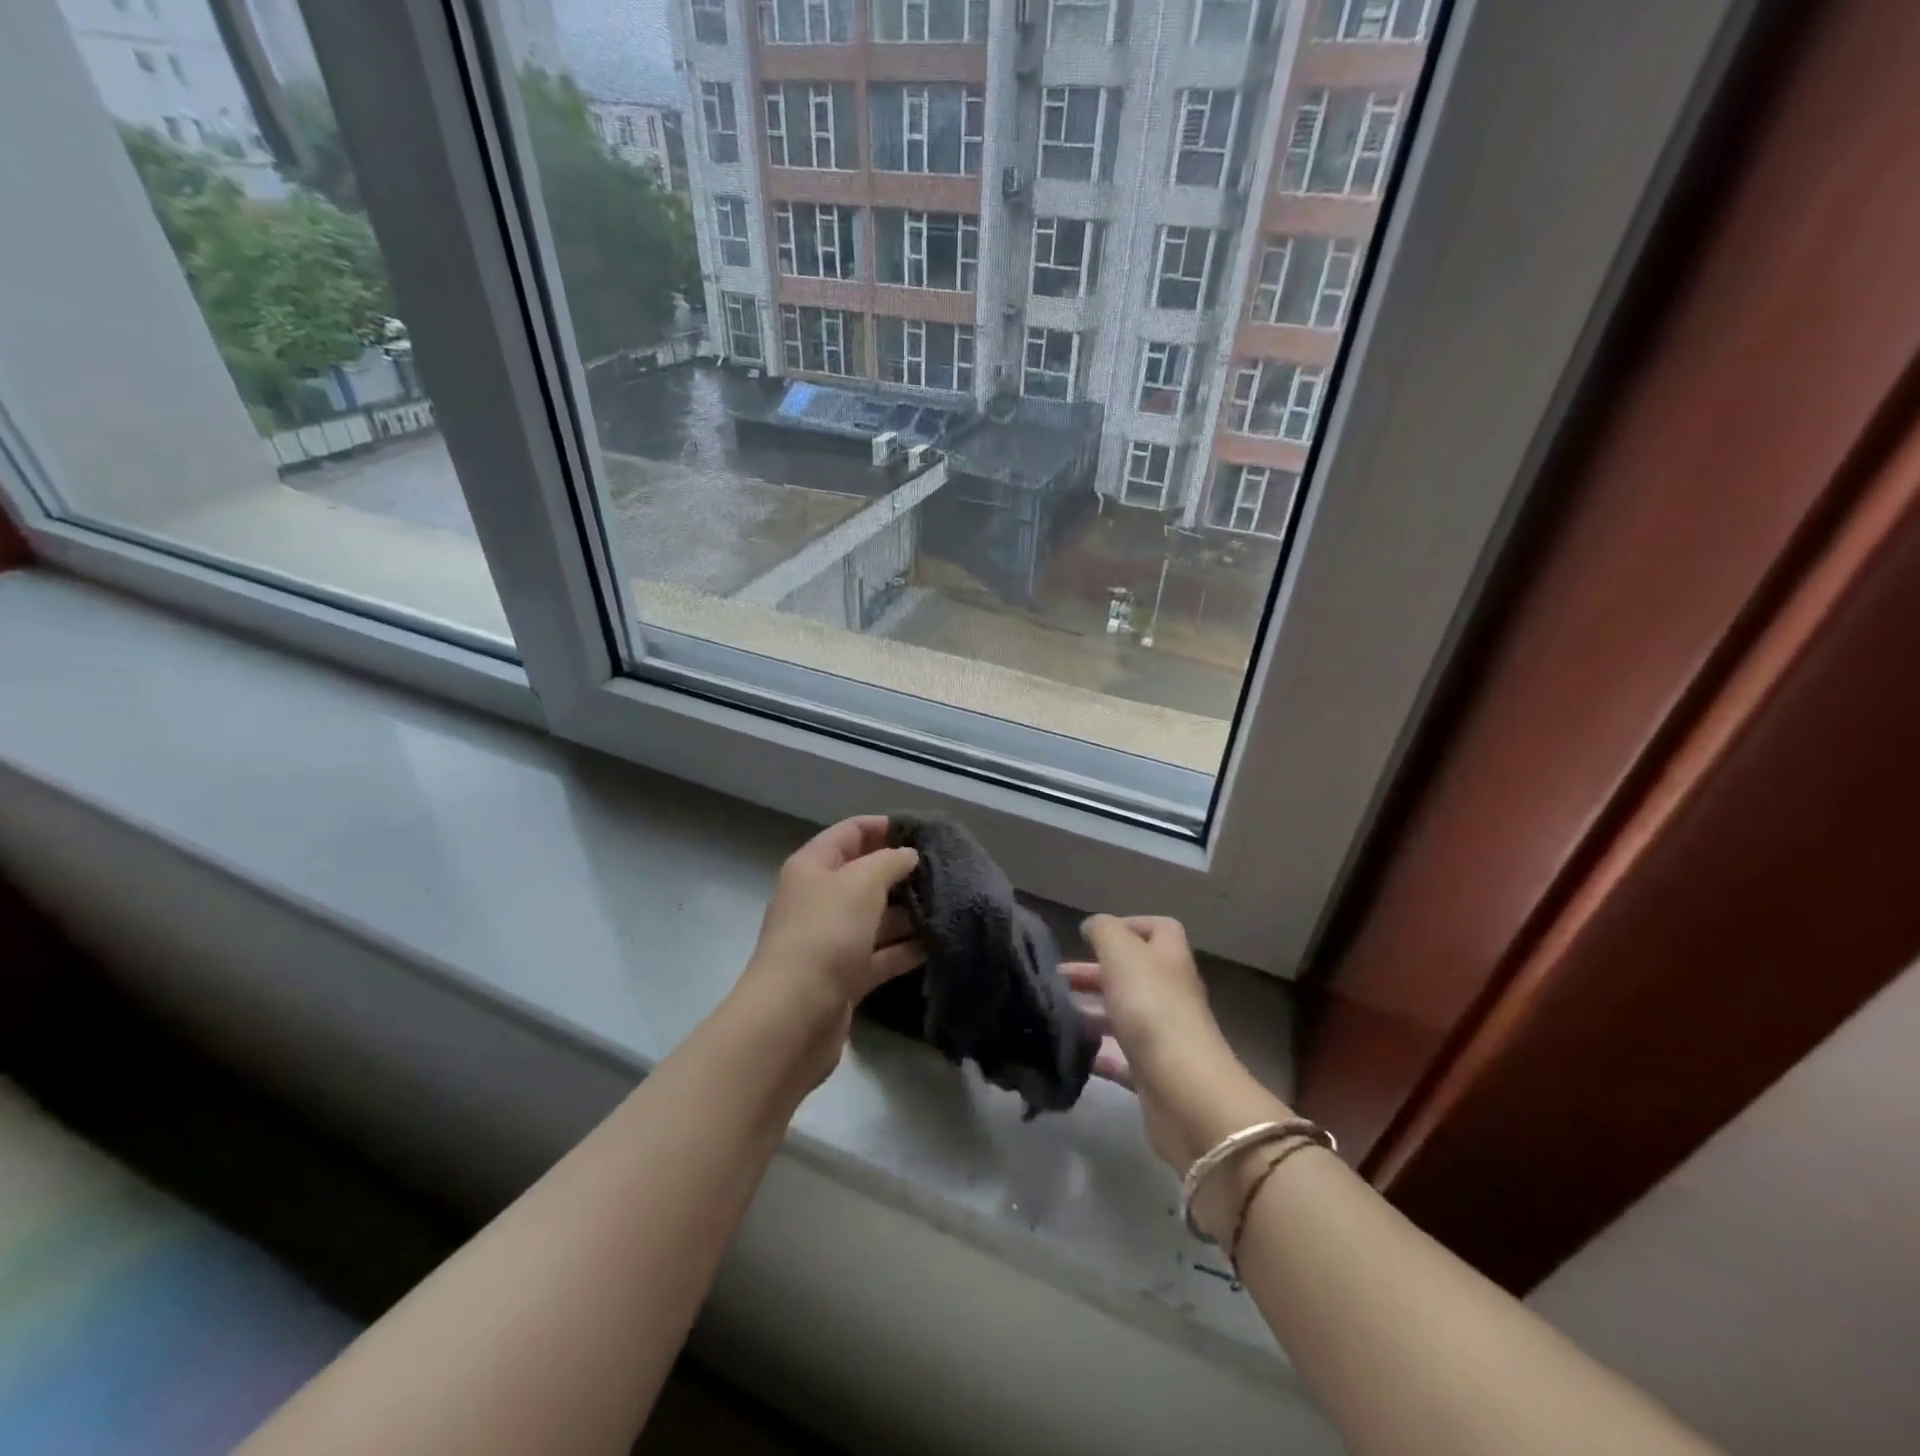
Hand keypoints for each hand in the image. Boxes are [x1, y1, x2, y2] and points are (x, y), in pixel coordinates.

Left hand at [733, 815, 923, 1088]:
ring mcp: (832, 940)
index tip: (924, 831)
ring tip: (950, 904)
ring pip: (876, 917)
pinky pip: (881, 954)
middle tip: (945, 870)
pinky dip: (906, 949)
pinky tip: (939, 943)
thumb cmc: (825, 935)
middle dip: (902, 872)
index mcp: (812, 867)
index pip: (850, 832)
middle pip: (864, 875)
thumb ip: (889, 862)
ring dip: (909, 912)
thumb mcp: (861, 883)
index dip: (884, 826)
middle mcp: (819, 899)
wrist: (793, 1017)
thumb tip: (908, 856)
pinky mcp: (845, 977)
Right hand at [1067, 915, 1292, 1237]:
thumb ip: (1104, 931)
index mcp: (1169, 960)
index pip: (1158, 930)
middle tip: (1056, 979)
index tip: (1091, 937)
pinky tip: (1071, 1051)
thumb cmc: (1152, 1009)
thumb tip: (1093, 926)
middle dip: (1094, 972)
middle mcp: (1170, 994)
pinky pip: (1121, 1058)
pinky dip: (1097, 1052)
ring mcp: (1164, 1036)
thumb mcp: (1122, 953)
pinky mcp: (1153, 1075)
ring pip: (1123, 1014)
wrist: (1184, 1093)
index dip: (1128, 926)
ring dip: (1091, 1011)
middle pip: (1133, 974)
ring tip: (1055, 1013)